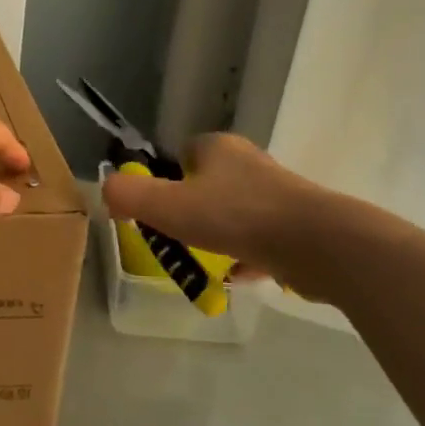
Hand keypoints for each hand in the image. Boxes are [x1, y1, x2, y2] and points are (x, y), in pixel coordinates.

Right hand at [102, 133, 344, 298]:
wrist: (318, 244)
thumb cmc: (236, 217)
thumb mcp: (167, 206)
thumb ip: (129, 196)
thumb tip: (107, 191)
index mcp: (218, 148)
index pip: (182, 154)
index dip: (166, 180)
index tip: (158, 211)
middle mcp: (250, 163)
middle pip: (208, 184)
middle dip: (192, 210)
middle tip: (178, 238)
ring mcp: (278, 194)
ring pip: (236, 213)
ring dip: (220, 234)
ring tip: (205, 261)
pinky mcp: (299, 225)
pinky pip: (261, 239)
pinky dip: (247, 255)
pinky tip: (237, 277)